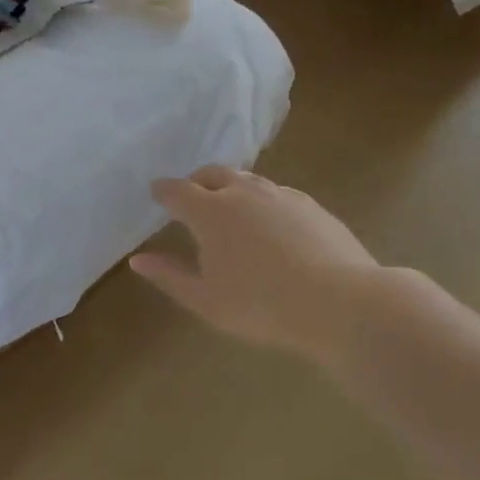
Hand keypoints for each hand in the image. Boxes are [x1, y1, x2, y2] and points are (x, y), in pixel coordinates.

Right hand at [130, 166, 380, 365]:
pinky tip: (270, 223)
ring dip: (231, 187)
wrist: (342, 303)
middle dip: (196, 182)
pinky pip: (277, 193)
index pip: (177, 190)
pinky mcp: (312, 206)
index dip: (163, 191)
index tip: (156, 193)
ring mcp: (281, 195)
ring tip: (229, 206)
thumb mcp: (205, 299)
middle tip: (191, 197)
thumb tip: (137, 259)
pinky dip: (262, 200)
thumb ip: (169, 276)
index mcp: (210, 211)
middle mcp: (243, 193)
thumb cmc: (261, 305)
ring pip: (247, 180)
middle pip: (213, 174)